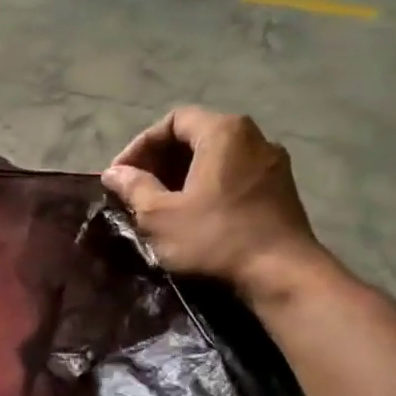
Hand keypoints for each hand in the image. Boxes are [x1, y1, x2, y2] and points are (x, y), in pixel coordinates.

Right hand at [101, 107, 321, 302]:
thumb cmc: (215, 238)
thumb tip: (114, 173)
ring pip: (216, 158)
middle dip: (161, 161)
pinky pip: (235, 175)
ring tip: (160, 204)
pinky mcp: (281, 189)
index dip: (141, 145)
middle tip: (136, 190)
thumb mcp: (160, 215)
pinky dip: (208, 186)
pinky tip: (193, 215)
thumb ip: (134, 187)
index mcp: (223, 132)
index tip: (121, 175)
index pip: (173, 121)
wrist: (281, 274)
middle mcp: (254, 137)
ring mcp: (272, 163)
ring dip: (183, 176)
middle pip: (196, 136)